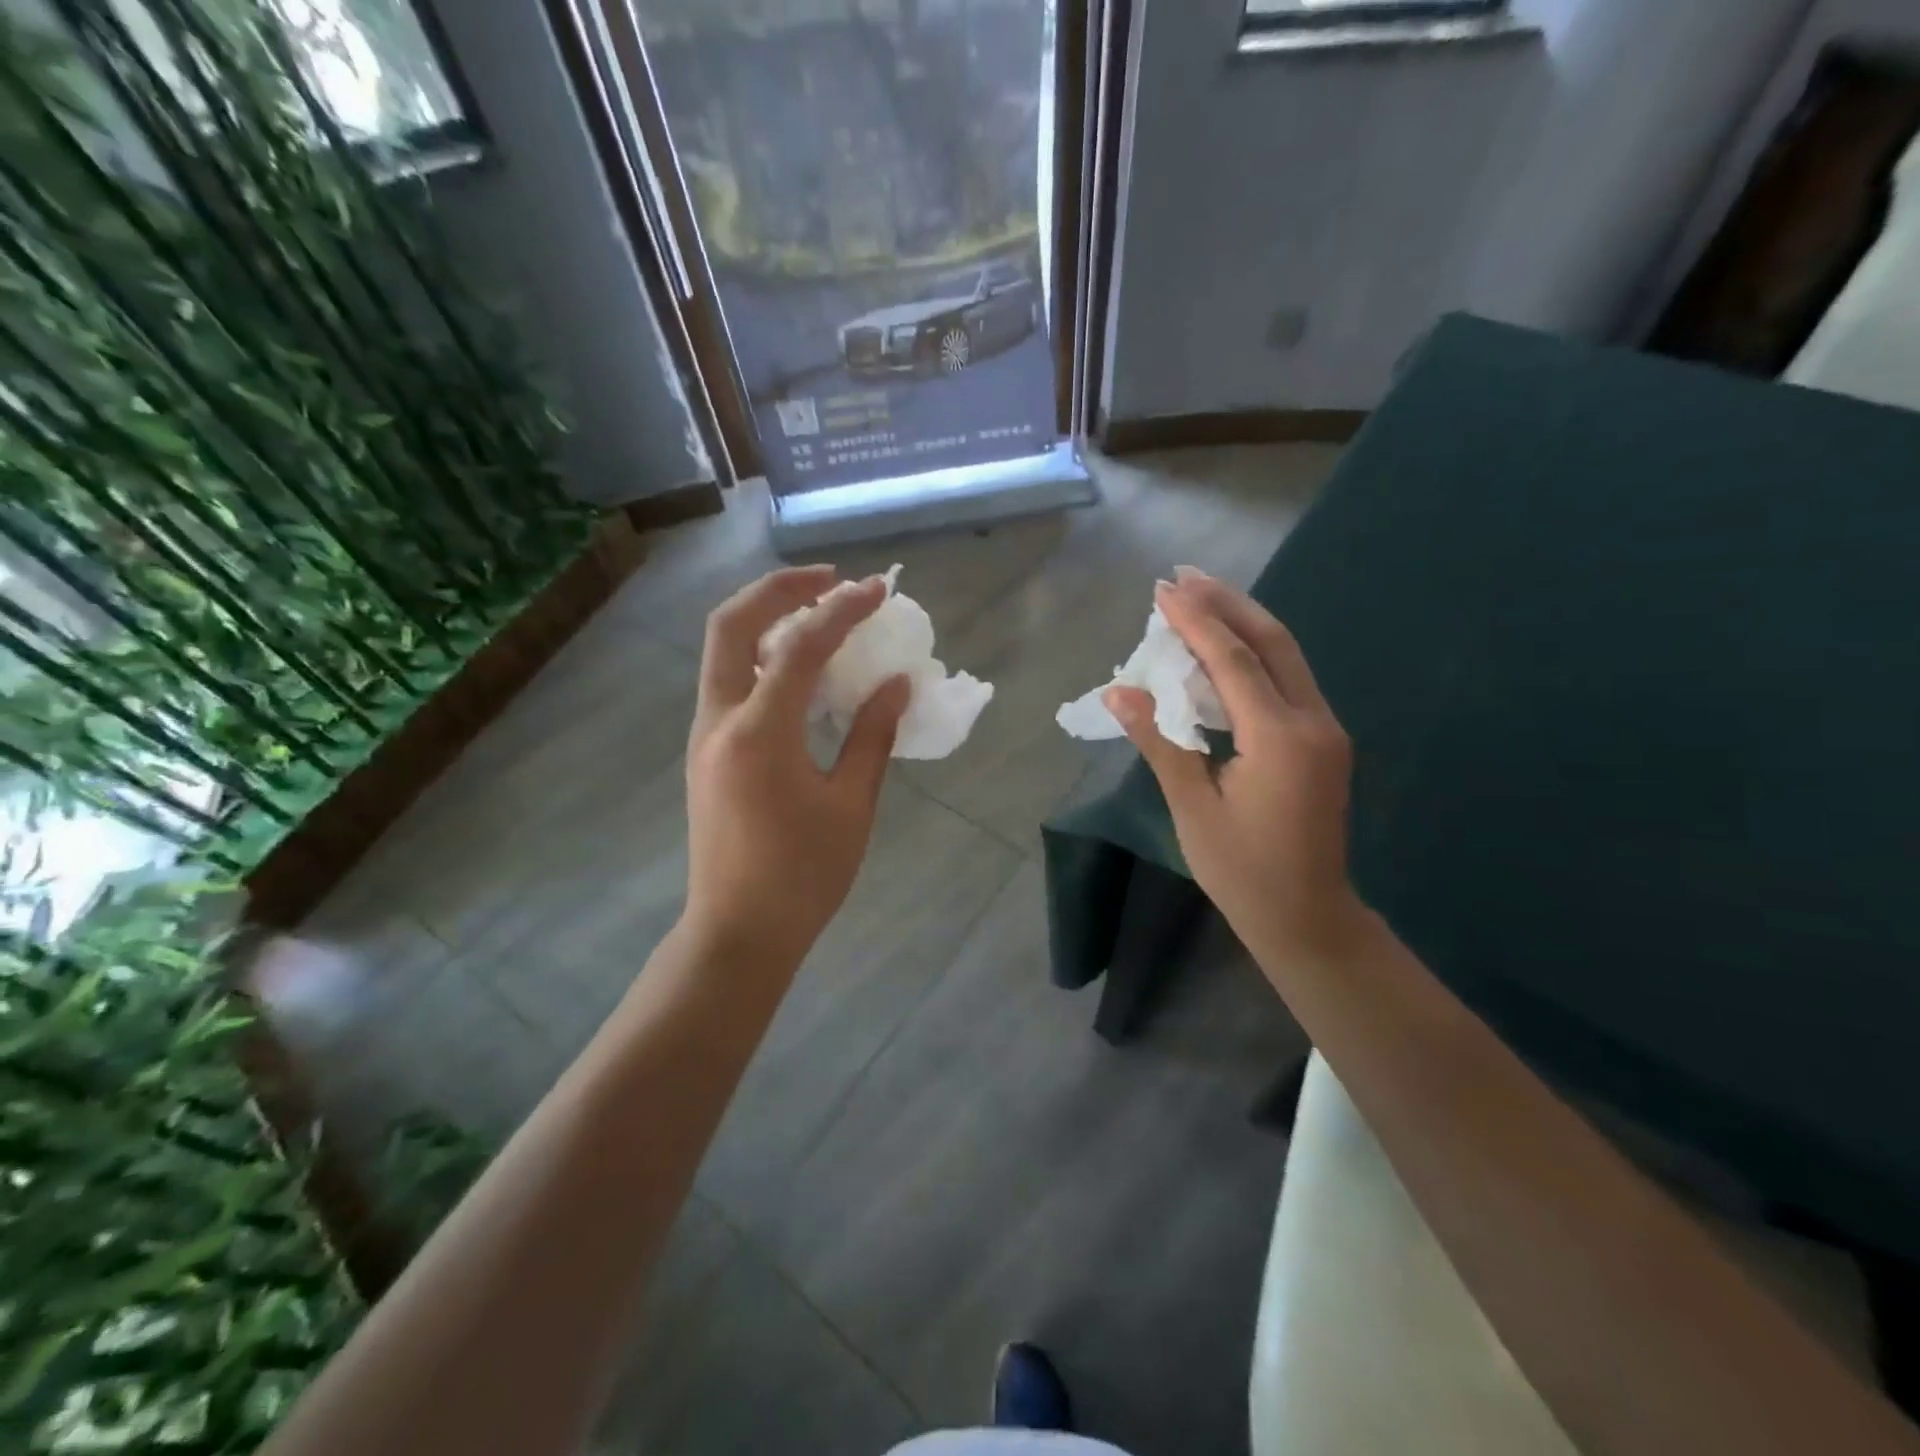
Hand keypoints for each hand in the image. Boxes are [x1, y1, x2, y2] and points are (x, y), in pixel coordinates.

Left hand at [683, 566, 908, 968]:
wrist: (739, 930)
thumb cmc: (803, 876)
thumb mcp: (851, 806)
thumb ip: (872, 736)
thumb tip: (896, 685)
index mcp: (759, 733)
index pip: (800, 647)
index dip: (842, 611)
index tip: (878, 590)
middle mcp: (719, 720)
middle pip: (732, 624)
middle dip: (780, 588)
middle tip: (829, 580)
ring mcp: (704, 734)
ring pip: (722, 649)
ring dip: (765, 617)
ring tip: (817, 612)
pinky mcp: (706, 750)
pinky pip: (728, 680)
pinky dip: (760, 654)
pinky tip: (799, 667)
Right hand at [1106, 569, 1364, 970]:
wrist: (1308, 917)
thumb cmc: (1243, 871)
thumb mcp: (1192, 807)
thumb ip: (1160, 740)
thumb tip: (1118, 691)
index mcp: (1280, 737)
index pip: (1233, 660)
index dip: (1196, 621)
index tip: (1162, 589)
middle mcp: (1313, 721)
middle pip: (1270, 641)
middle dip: (1226, 602)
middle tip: (1184, 574)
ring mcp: (1324, 729)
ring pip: (1284, 656)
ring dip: (1241, 622)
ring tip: (1199, 596)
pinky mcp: (1321, 740)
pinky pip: (1285, 681)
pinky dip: (1251, 655)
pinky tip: (1222, 648)